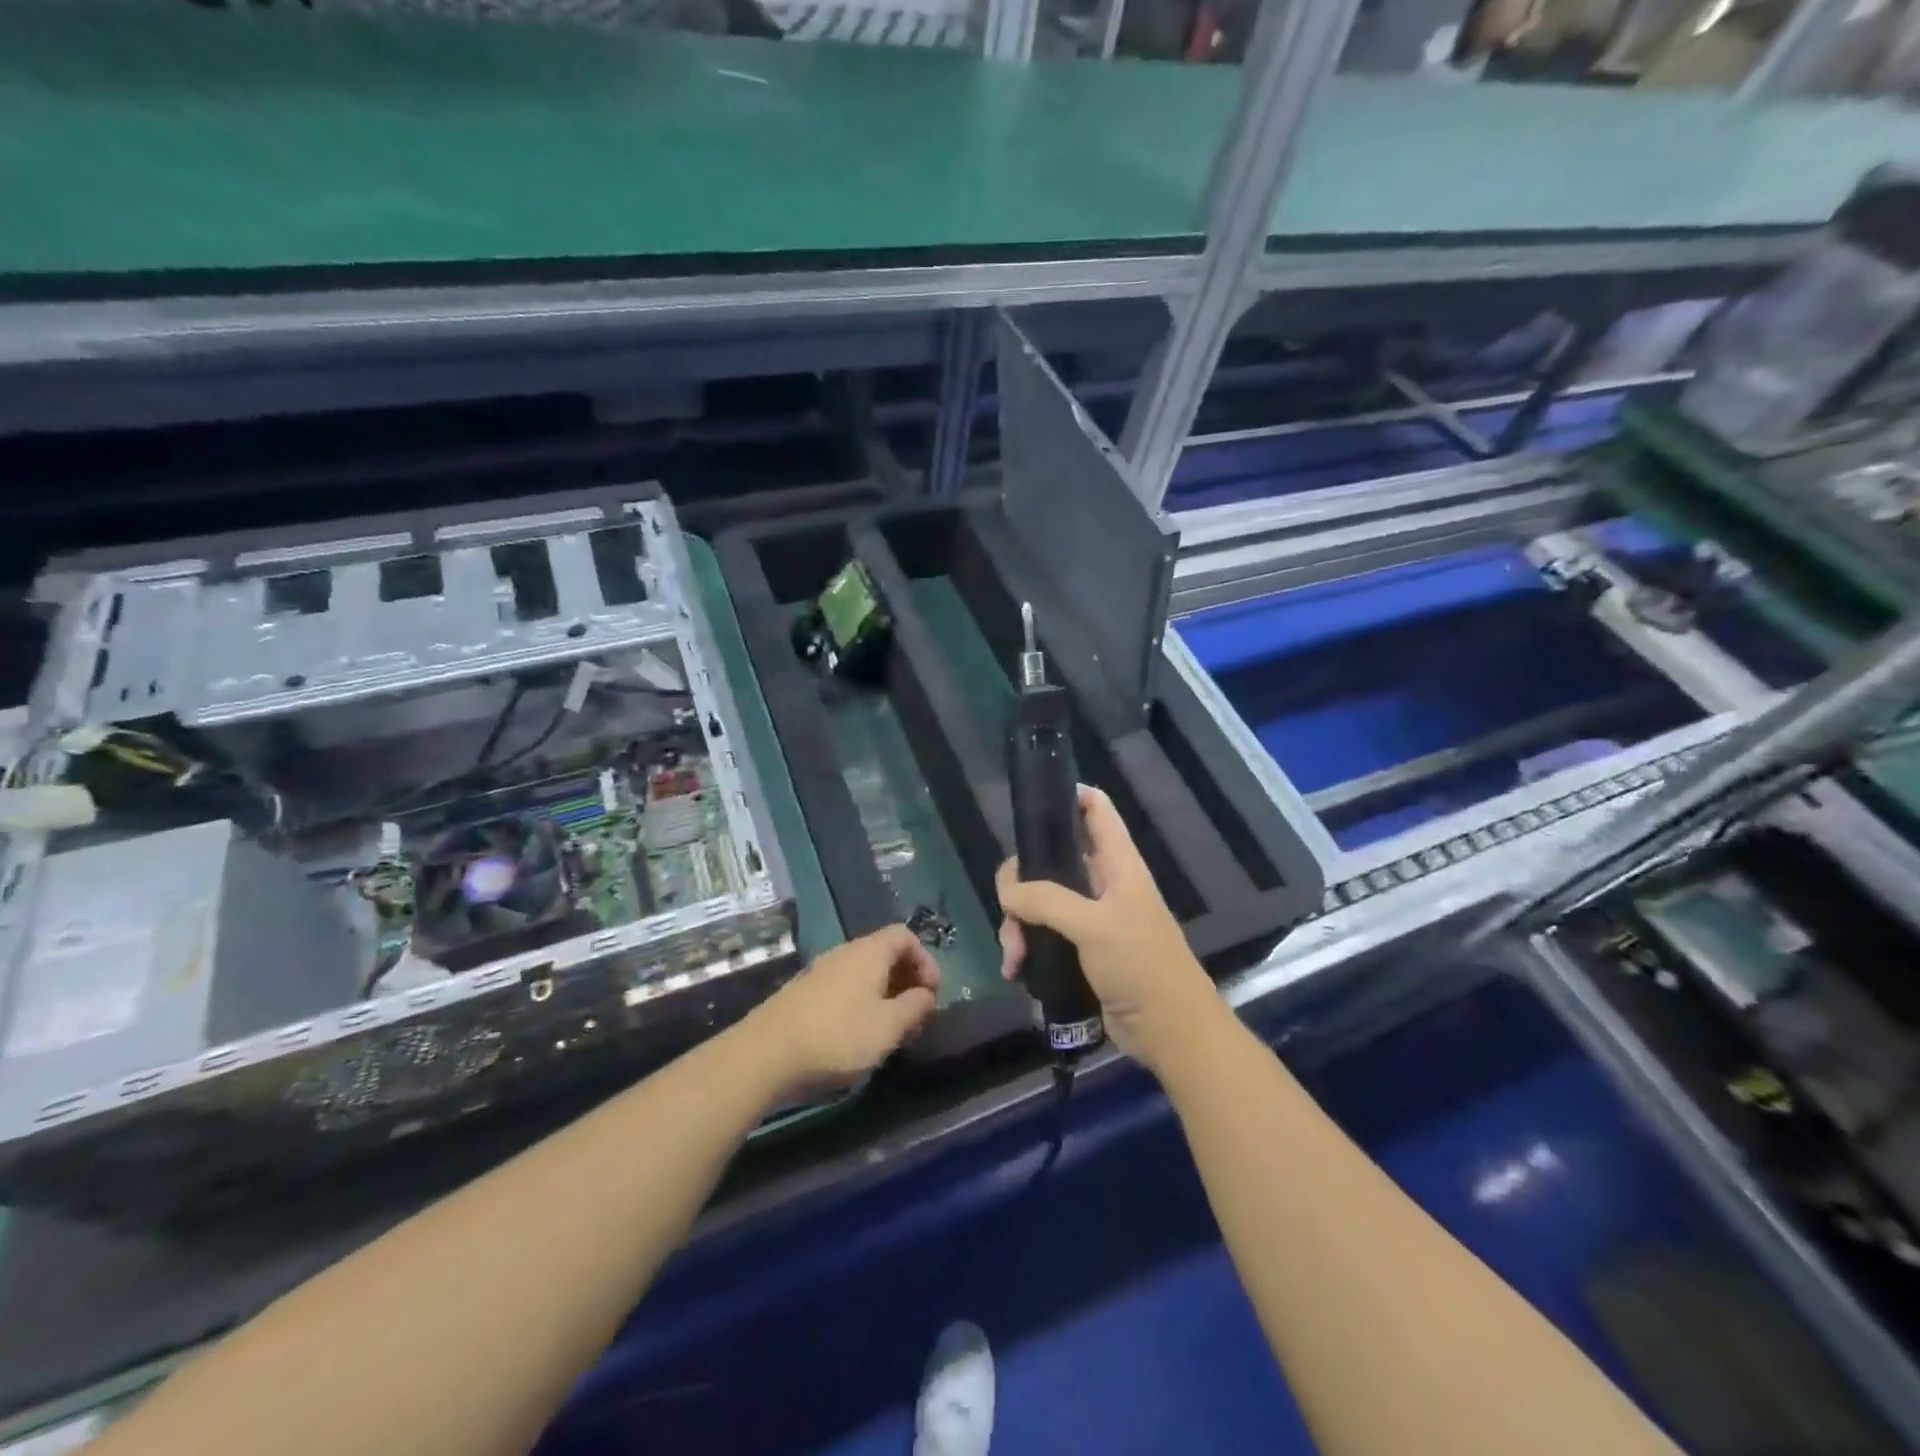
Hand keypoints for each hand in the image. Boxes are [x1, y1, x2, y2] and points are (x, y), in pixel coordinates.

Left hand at [742, 924, 940, 1099]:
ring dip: (884, 995)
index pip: (905, 935)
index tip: (931, 994)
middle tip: (914, 1016)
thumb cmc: (836, 1037)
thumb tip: (926, 994)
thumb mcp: (888, 1027)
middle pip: (884, 953)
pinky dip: (860, 1003)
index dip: (925, 960)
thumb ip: (915, 1007)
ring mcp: (820, 971)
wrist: (764, 1054)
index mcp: (869, 952)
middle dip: (906, 980)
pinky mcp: (803, 993)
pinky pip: (843, 987)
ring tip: (888, 1030)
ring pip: (863, 972)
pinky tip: (856, 1036)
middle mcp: (844, 952)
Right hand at [996, 785, 1219, 1074]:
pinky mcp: (1081, 950)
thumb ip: (1047, 899)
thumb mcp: (1094, 925)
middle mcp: (1102, 883)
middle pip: (1051, 859)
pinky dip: (1026, 947)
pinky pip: (1043, 935)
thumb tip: (1007, 891)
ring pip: (1040, 901)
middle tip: (1009, 910)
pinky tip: (1015, 969)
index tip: (1031, 806)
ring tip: (1013, 955)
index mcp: (1117, 863)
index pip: (1095, 809)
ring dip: (1019, 924)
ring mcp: (1090, 918)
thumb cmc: (1141, 966)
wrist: (1169, 1032)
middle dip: (1022, 883)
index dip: (1067, 795)